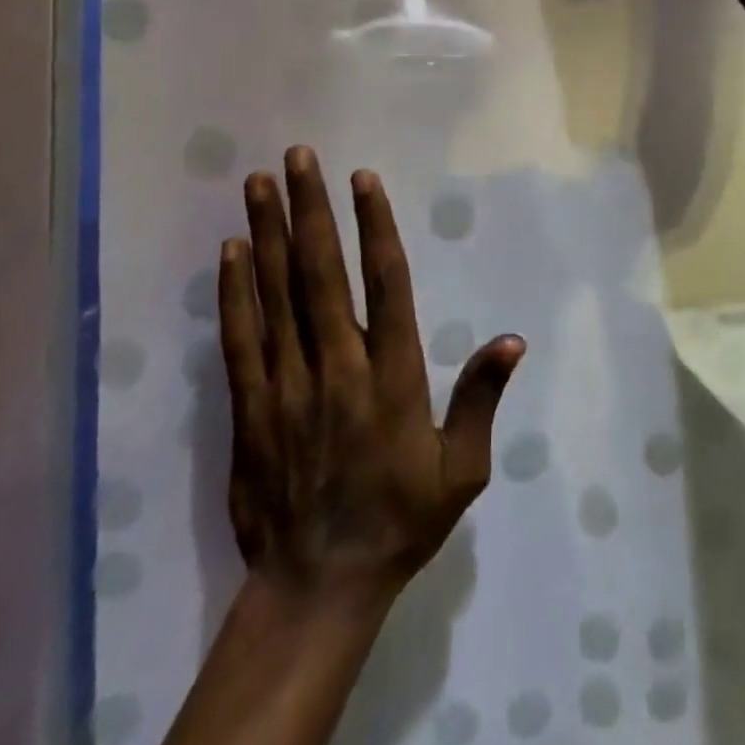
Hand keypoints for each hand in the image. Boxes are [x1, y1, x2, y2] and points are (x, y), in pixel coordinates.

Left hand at [219, 147, 524, 611]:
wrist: (318, 587)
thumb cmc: (400, 520)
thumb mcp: (461, 471)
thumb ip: (480, 399)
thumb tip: (512, 340)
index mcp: (392, 378)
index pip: (385, 285)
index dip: (374, 227)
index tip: (363, 179)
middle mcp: (337, 369)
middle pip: (321, 274)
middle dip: (310, 209)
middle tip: (298, 157)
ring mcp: (286, 386)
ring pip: (276, 295)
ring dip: (269, 233)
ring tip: (258, 182)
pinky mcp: (249, 408)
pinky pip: (239, 339)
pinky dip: (235, 291)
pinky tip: (232, 250)